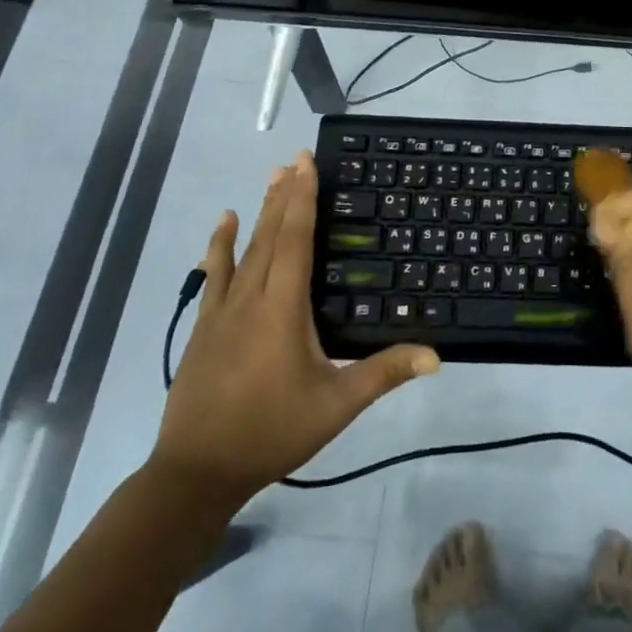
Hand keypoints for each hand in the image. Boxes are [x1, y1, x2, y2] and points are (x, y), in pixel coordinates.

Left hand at [151, 154, 439, 510]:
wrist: (196, 472)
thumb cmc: (271, 432)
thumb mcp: (335, 405)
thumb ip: (383, 374)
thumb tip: (435, 355)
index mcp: (282, 308)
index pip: (294, 240)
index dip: (302, 198)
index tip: (306, 162)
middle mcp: (251, 298)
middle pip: (270, 235)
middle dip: (284, 194)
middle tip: (295, 159)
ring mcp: (222, 311)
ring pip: (243, 249)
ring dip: (259, 211)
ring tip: (271, 177)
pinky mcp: (204, 327)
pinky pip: (214, 275)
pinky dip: (218, 246)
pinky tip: (222, 225)